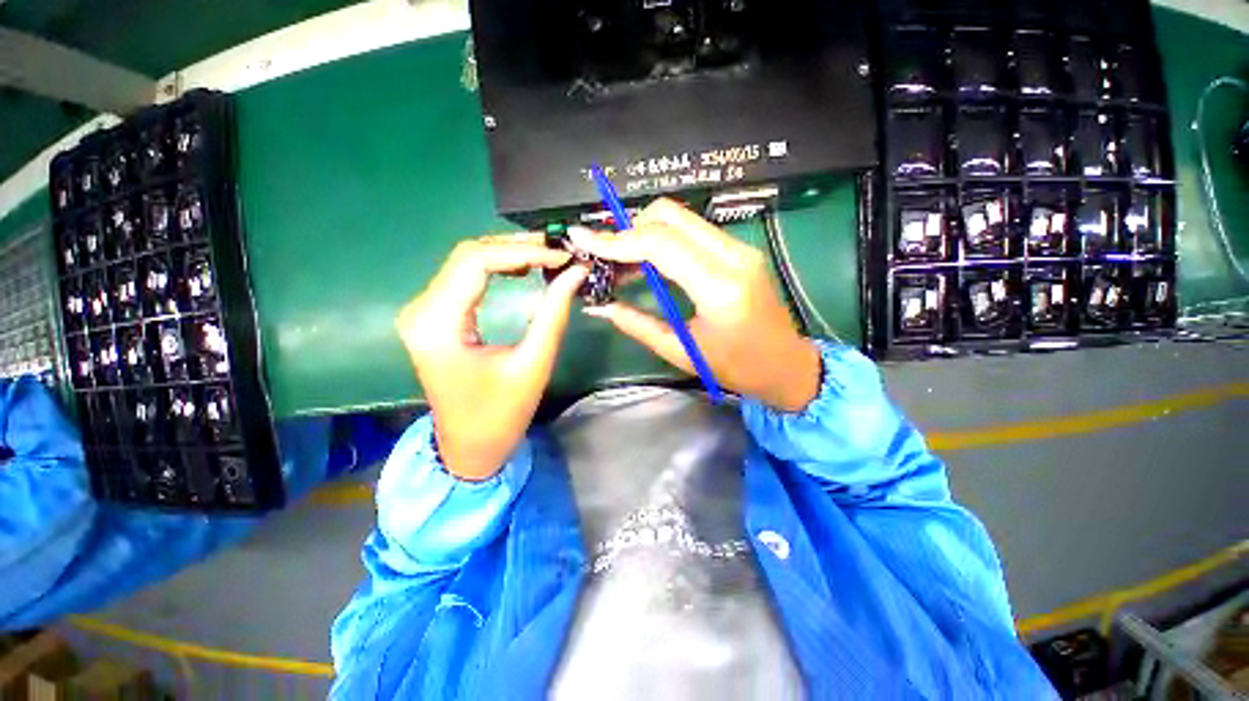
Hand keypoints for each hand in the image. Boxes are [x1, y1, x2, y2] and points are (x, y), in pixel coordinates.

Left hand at [396, 234, 588, 480]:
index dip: (521, 251)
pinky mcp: (434, 317)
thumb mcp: (534, 363)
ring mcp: (424, 312)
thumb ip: (554, 313)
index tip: (561, 256)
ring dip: (508, 254)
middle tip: (557, 251)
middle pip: (467, 255)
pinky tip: (522, 269)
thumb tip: (576, 273)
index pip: (475, 262)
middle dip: (516, 248)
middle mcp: (421, 310)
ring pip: (465, 262)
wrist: (469, 446)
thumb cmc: (501, 414)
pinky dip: (496, 268)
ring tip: (546, 256)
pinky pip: (464, 278)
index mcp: (438, 325)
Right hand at [571, 198, 820, 411]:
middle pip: (670, 216)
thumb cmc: (736, 368)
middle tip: (605, 256)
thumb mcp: (681, 351)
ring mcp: (740, 248)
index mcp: (719, 287)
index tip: (582, 238)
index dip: (616, 240)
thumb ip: (636, 324)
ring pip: (681, 218)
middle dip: (628, 230)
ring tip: (621, 262)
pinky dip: (663, 240)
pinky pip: (692, 231)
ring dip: (644, 233)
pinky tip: (648, 263)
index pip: (660, 244)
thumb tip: (598, 307)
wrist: (786, 364)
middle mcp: (733, 255)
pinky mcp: (739, 249)